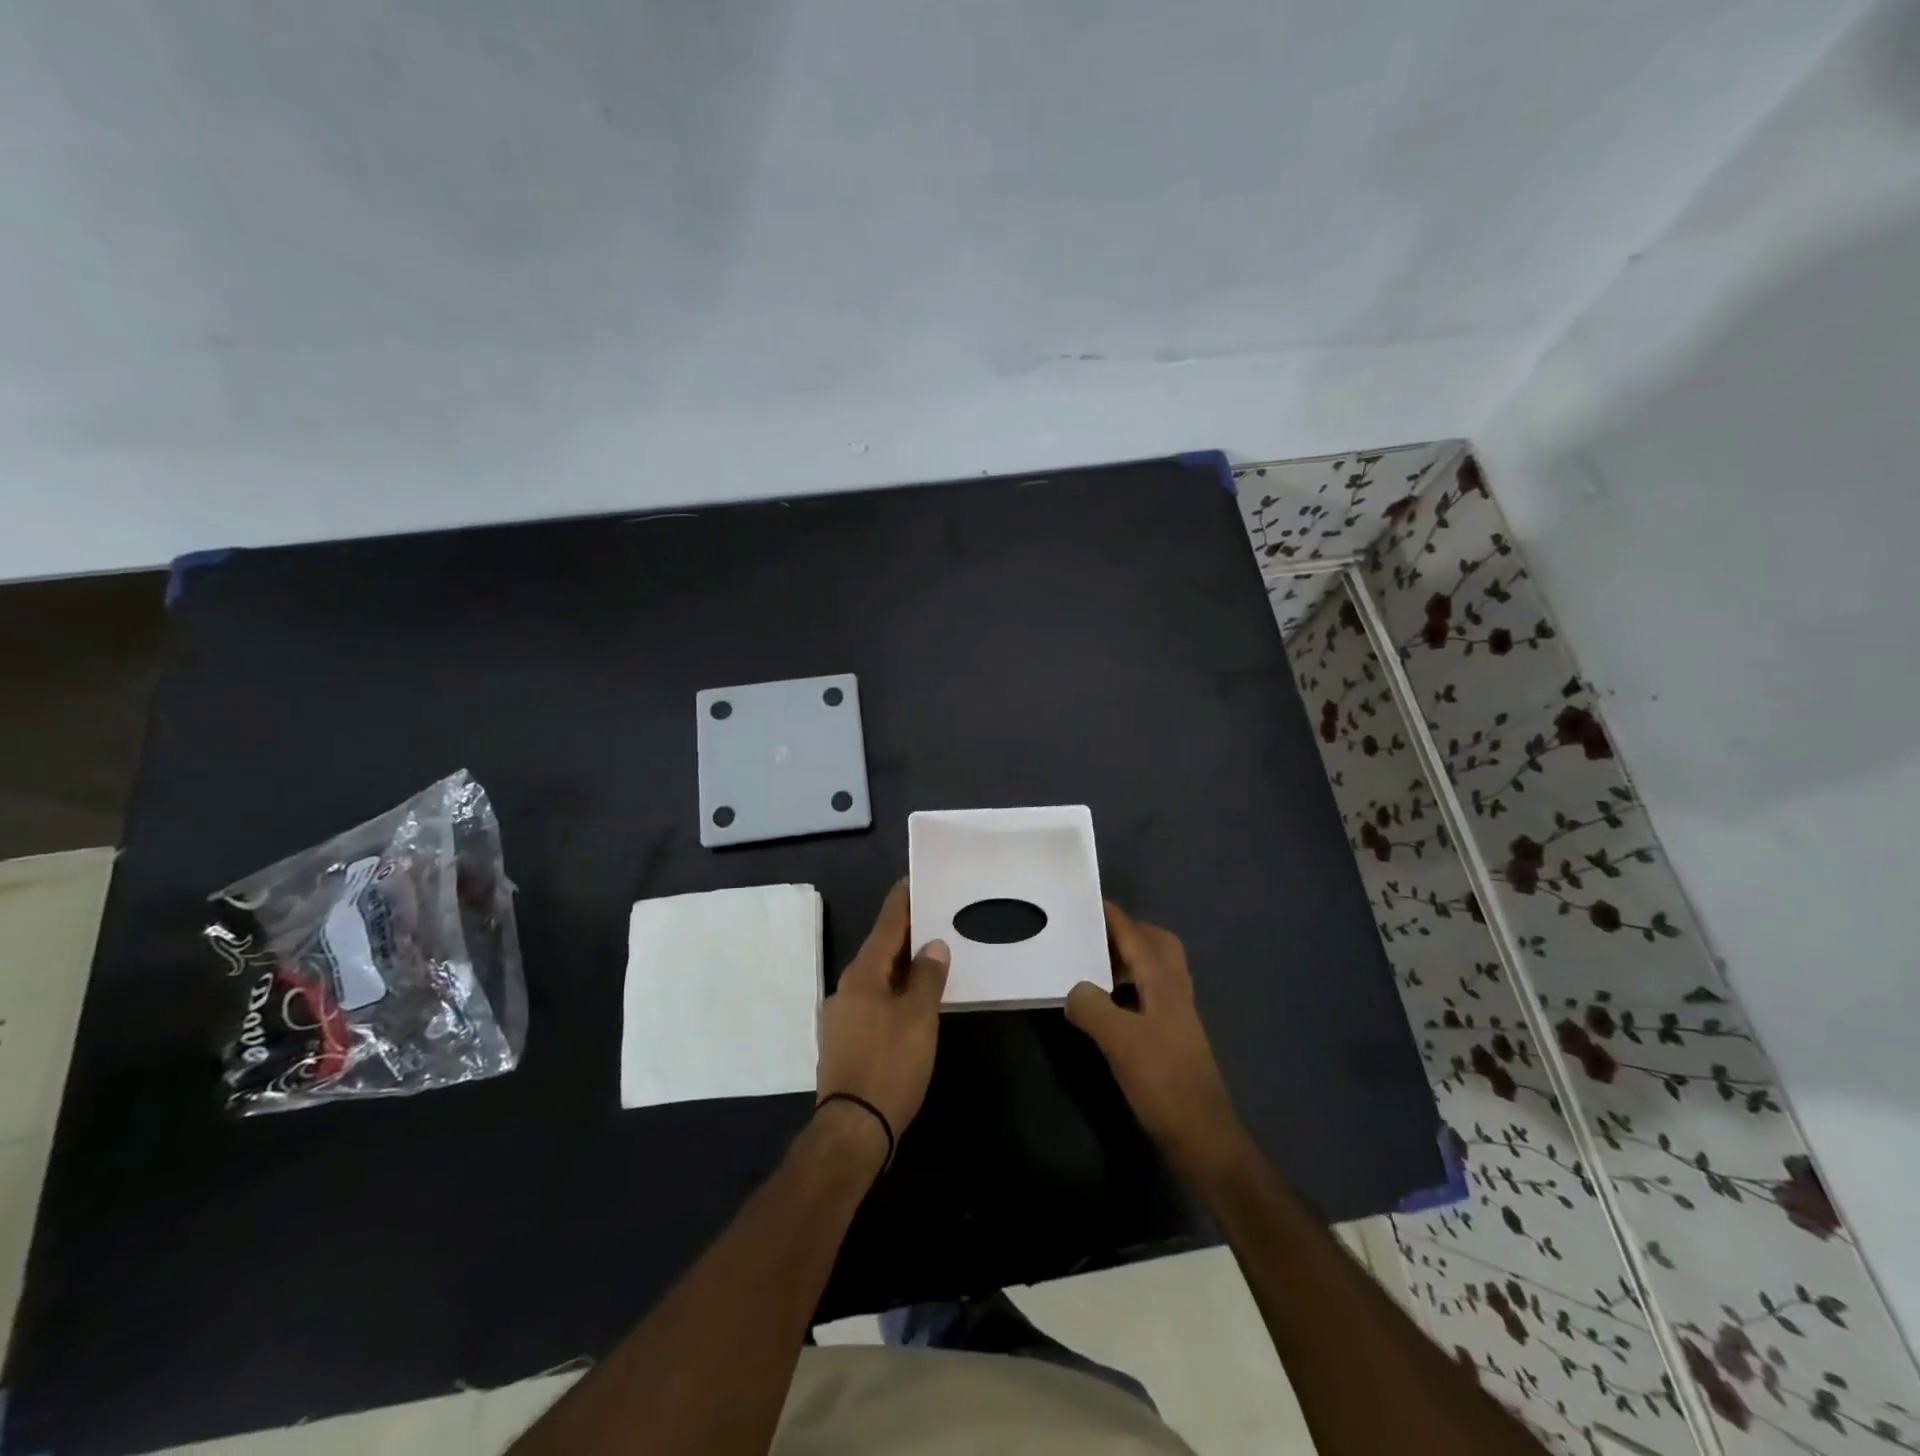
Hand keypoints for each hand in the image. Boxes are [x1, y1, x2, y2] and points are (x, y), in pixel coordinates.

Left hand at [817, 881, 949, 1142]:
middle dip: (906, 932)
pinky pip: (875, 999)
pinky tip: (913, 996)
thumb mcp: (918, 1018)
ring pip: (878, 976)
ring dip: (902, 962)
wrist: (853, 1128)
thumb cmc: (889, 1065)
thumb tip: (933, 945)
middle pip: (880, 949)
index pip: (886, 925)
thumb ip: (927, 977)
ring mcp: (843, 1015)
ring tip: (930, 952)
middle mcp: (848, 987)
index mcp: (863, 974)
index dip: (902, 902)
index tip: (914, 880)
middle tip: (934, 914)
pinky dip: (895, 988)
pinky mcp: (847, 1038)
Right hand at [1066, 902, 1249, 1181]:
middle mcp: (1174, 990)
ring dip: (1129, 960)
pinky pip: (1149, 995)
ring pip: (1155, 971)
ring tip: (1094, 965)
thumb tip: (1073, 989)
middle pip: (1158, 945)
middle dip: (1130, 933)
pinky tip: (1107, 1006)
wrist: (1201, 1134)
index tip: (1092, 899)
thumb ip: (1091, 1006)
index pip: (1137, 936)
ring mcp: (1176, 1015)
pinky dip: (1129, 988)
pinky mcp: (1172, 1038)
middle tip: (1096, 933)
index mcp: (1164, 982)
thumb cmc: (1163, 1080)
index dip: (1115, 918)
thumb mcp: (1119, 1040)